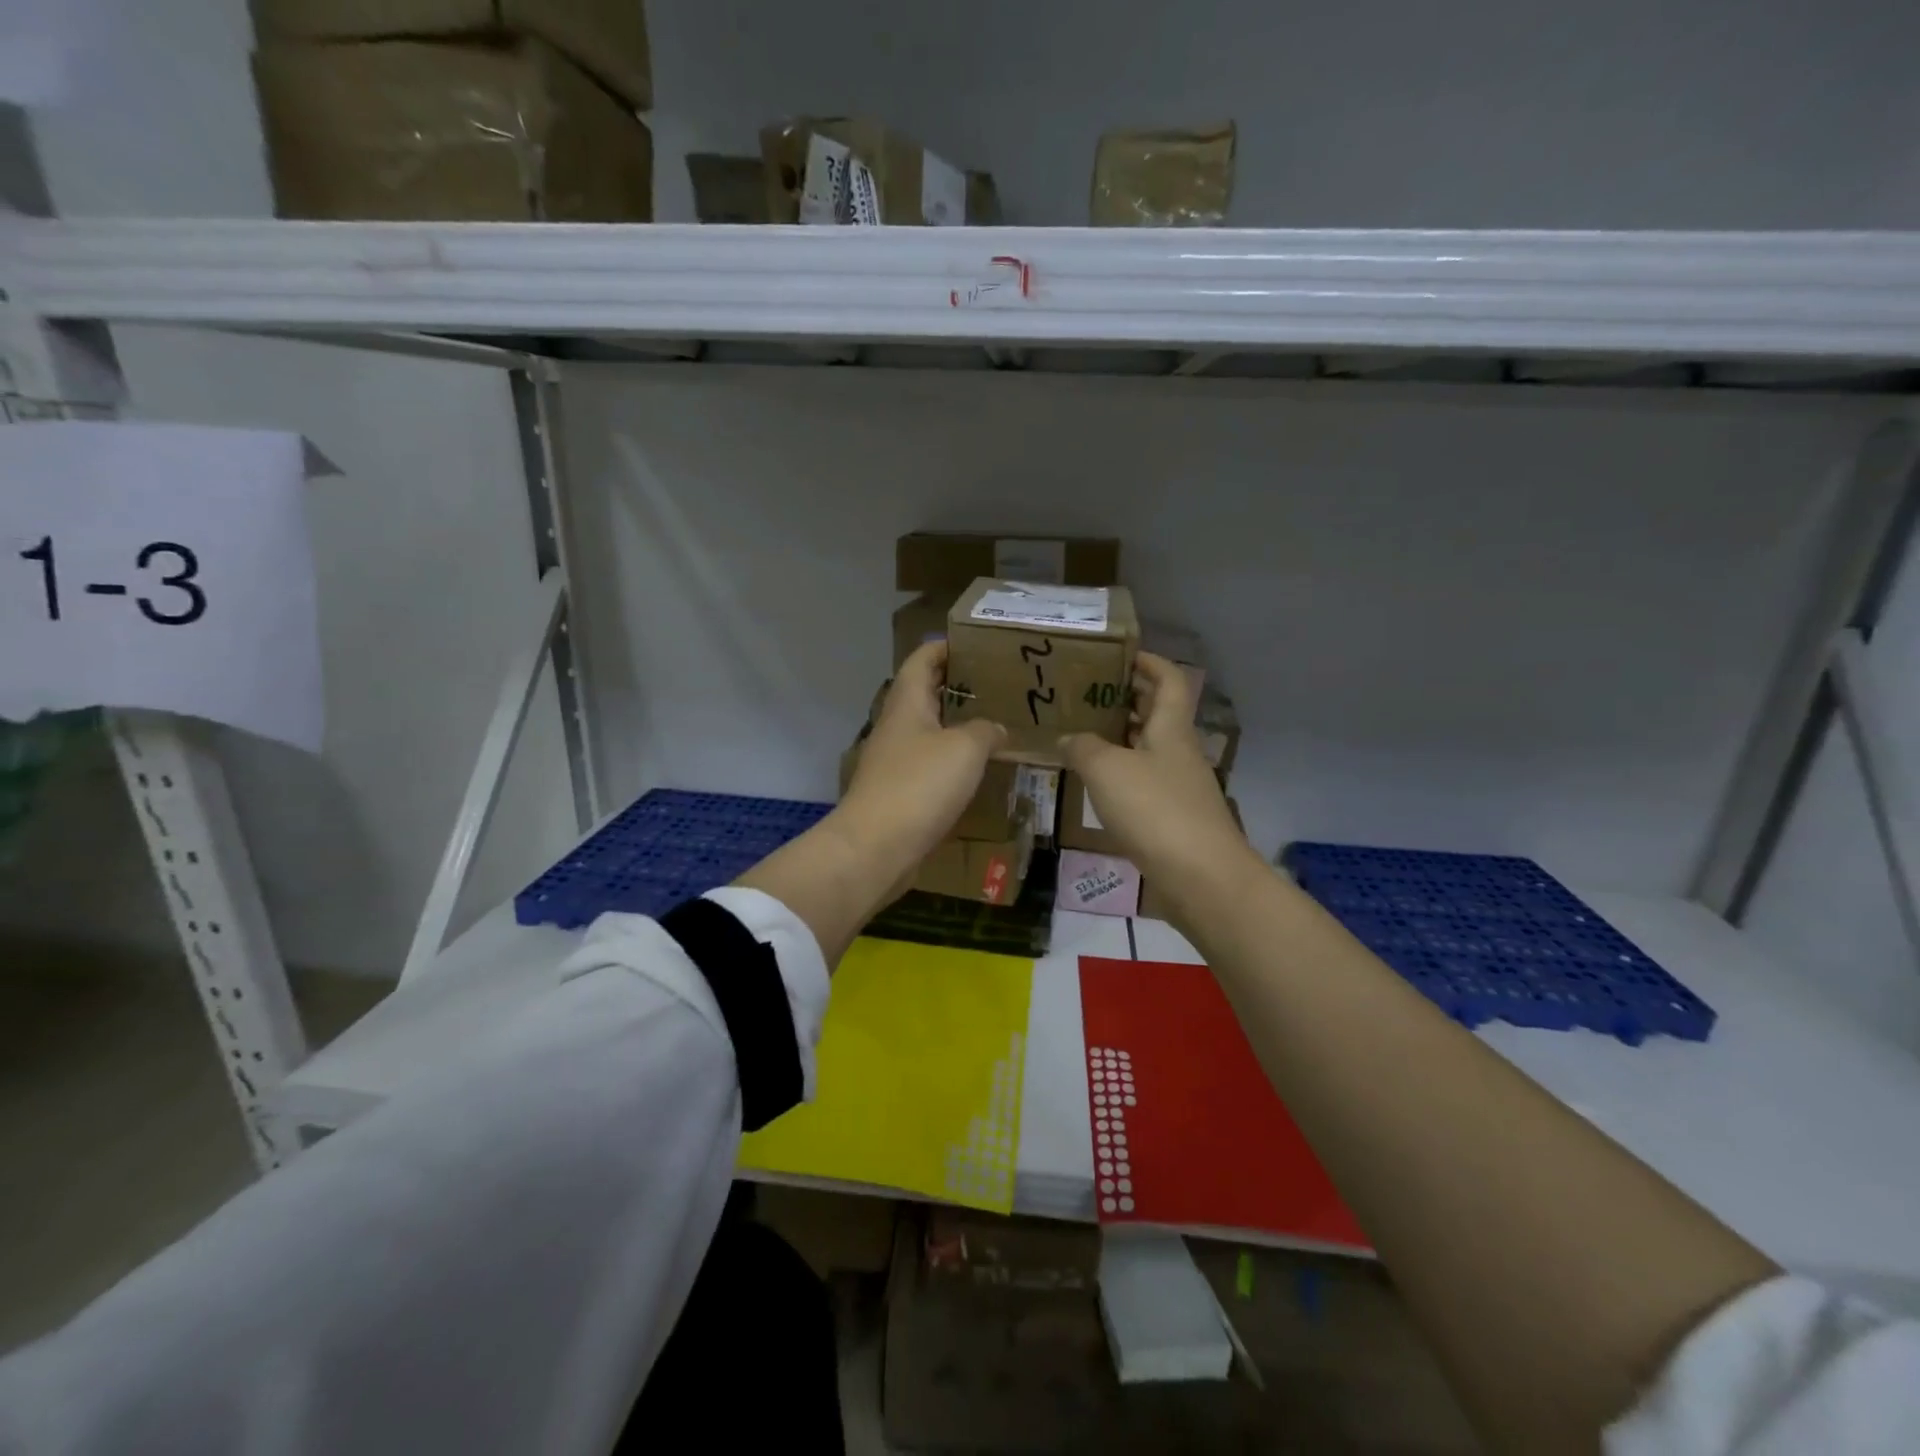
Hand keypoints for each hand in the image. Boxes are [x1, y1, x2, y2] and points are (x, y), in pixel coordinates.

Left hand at [839, 642, 1005, 867]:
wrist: (876, 846)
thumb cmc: (920, 785)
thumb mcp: (965, 749)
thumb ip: (986, 730)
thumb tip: (996, 728)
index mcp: (907, 702)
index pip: (922, 659)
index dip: (946, 647)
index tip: (978, 645)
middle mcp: (897, 725)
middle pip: (926, 693)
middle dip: (958, 686)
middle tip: (998, 685)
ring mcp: (895, 760)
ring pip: (929, 730)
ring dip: (957, 725)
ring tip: (996, 723)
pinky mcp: (899, 791)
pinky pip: (929, 764)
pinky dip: (953, 760)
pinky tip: (977, 769)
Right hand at [1061, 652, 1258, 900]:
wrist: (1201, 877)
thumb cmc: (1155, 809)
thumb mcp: (1106, 769)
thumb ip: (1082, 747)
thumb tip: (1067, 738)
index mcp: (1171, 727)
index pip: (1168, 678)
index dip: (1147, 662)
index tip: (1117, 655)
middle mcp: (1179, 749)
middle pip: (1157, 712)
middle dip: (1125, 698)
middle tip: (1085, 694)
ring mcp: (1178, 784)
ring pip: (1148, 747)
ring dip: (1119, 737)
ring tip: (1080, 733)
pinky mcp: (1173, 816)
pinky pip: (1144, 780)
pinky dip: (1120, 773)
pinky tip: (1094, 782)